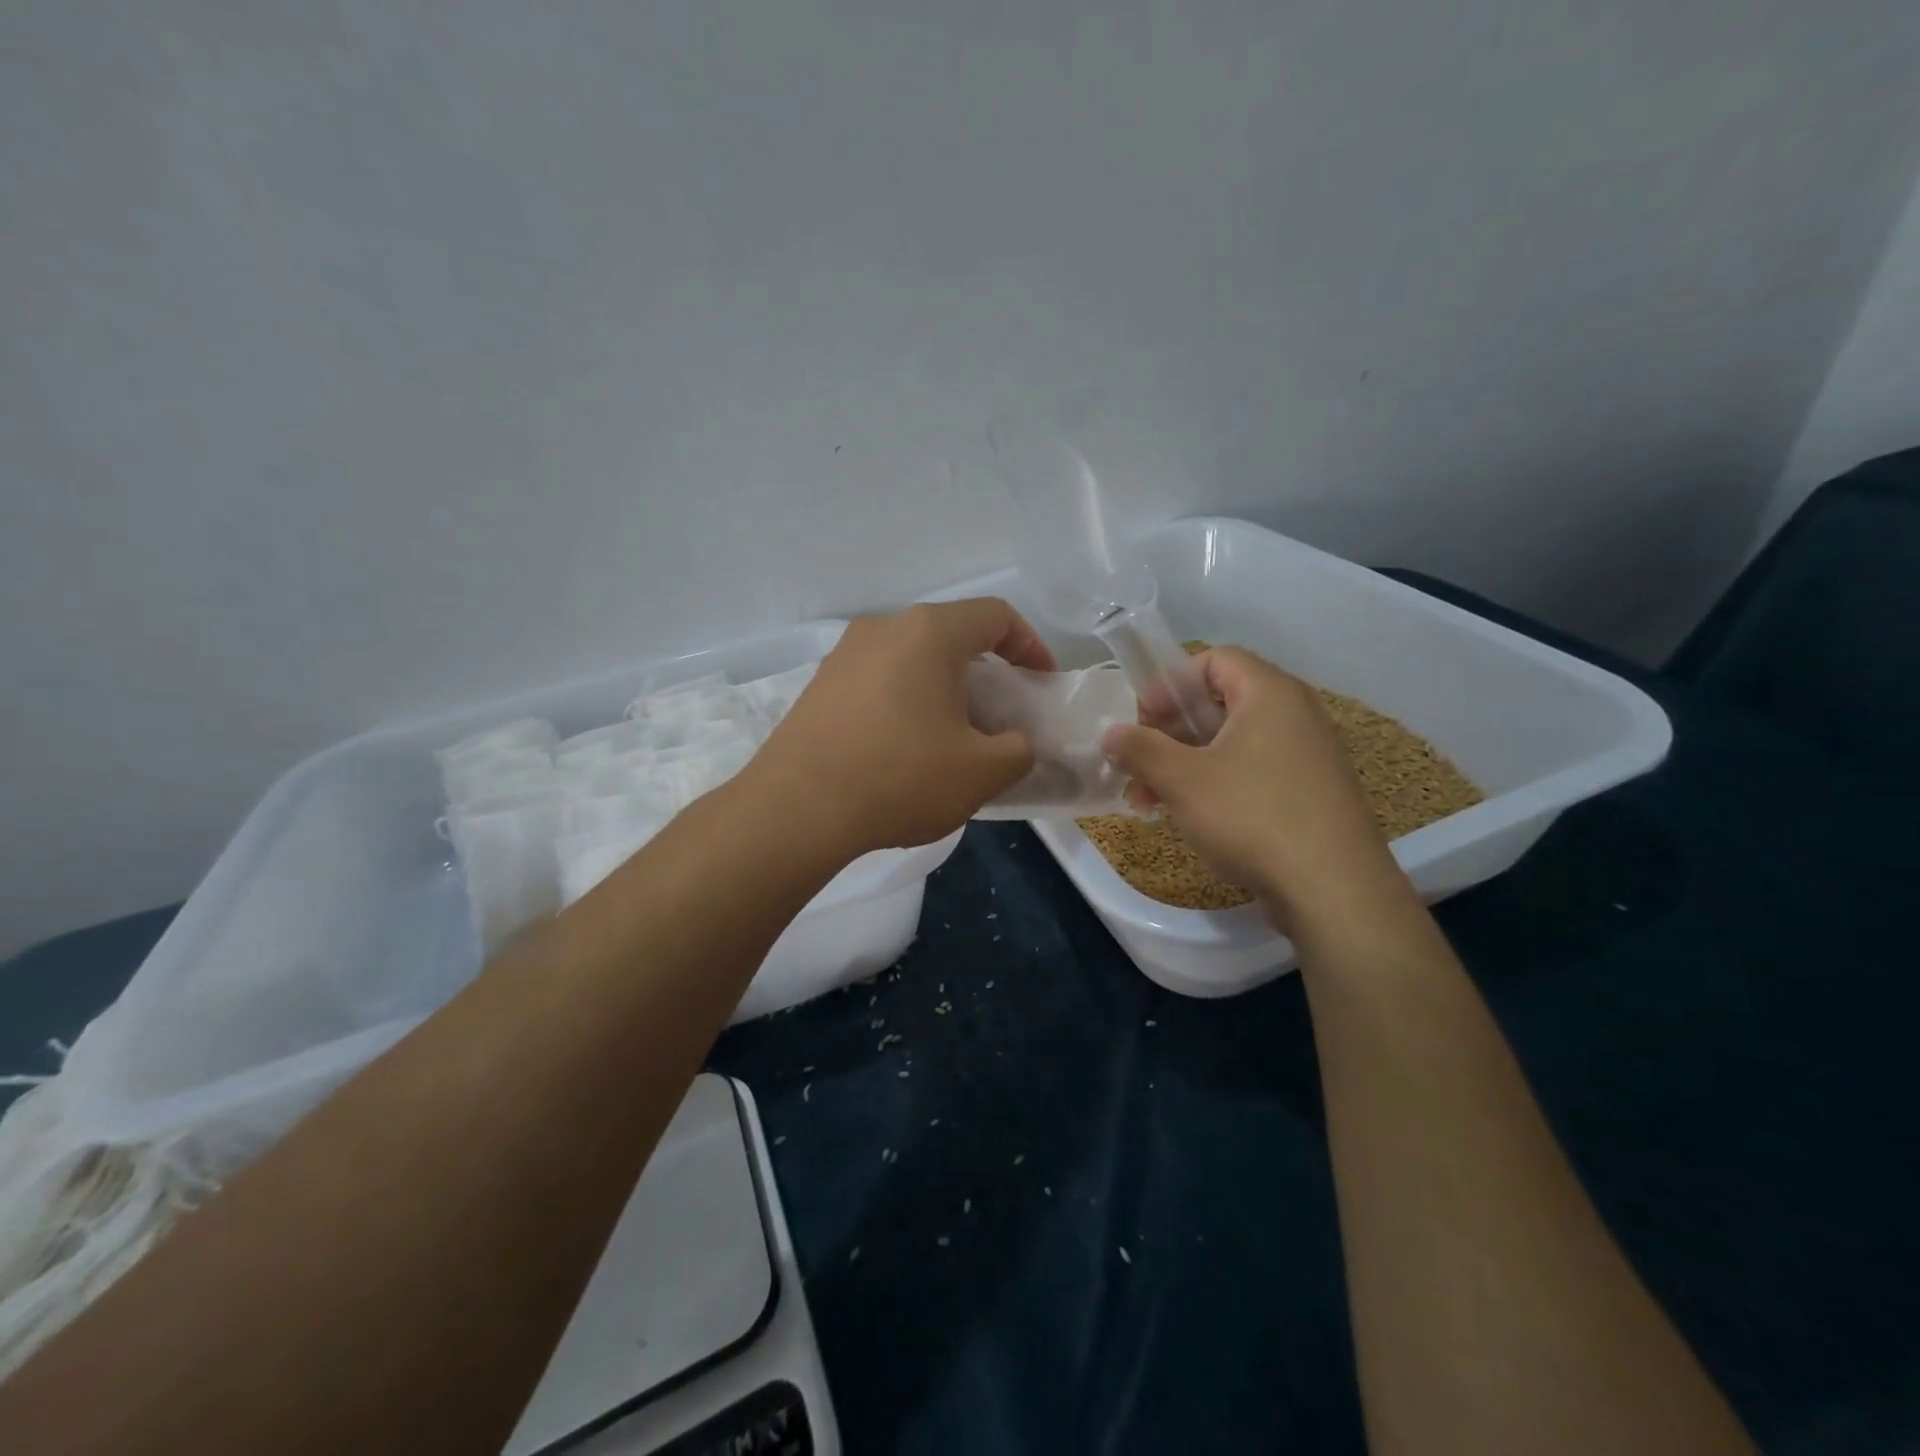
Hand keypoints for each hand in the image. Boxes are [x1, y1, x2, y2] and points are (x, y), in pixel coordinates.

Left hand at [749, 599, 1056, 855]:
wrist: (797, 809)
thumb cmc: (900, 778)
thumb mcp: (982, 772)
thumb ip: (1019, 750)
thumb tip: (1016, 743)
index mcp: (929, 632)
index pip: (996, 616)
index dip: (1030, 645)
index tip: (1041, 683)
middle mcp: (884, 628)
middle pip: (951, 634)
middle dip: (986, 671)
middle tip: (1001, 715)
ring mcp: (845, 654)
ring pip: (912, 657)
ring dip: (944, 687)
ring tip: (953, 735)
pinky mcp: (820, 685)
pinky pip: (880, 679)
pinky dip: (907, 700)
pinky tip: (905, 747)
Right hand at [1101, 647, 1407, 931]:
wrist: (1333, 889)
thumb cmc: (1251, 816)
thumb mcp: (1182, 780)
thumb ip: (1140, 749)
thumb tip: (1110, 734)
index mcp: (1270, 694)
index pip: (1215, 660)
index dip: (1170, 684)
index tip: (1142, 720)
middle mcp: (1296, 714)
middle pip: (1220, 704)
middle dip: (1169, 734)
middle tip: (1137, 765)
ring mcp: (1308, 755)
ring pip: (1233, 743)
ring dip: (1185, 764)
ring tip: (1149, 801)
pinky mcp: (1312, 793)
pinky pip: (1255, 771)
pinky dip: (1217, 784)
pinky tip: (1190, 817)